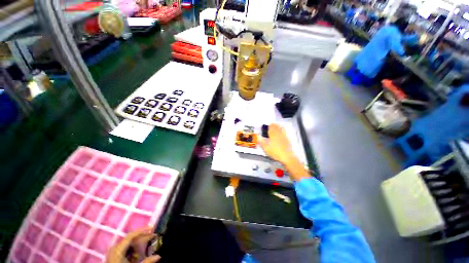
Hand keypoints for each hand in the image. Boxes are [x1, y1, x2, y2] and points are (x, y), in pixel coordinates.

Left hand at [106, 227, 160, 262]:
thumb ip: (147, 261)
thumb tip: (159, 256)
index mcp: (118, 249)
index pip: (131, 235)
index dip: (142, 230)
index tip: (152, 228)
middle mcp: (115, 248)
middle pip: (131, 239)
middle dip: (142, 238)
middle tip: (153, 236)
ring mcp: (113, 252)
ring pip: (128, 244)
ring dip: (138, 246)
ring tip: (145, 249)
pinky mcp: (114, 256)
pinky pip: (125, 249)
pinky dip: (132, 251)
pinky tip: (136, 256)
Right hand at [258, 124, 295, 165]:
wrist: (287, 156)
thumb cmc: (276, 152)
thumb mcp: (266, 148)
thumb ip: (261, 142)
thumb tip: (257, 136)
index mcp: (273, 135)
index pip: (271, 128)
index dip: (269, 125)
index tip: (268, 124)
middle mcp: (278, 134)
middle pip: (276, 127)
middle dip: (273, 125)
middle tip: (272, 123)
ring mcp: (284, 136)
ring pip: (281, 128)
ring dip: (278, 126)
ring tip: (277, 124)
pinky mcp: (288, 138)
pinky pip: (285, 131)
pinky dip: (283, 129)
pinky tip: (283, 129)